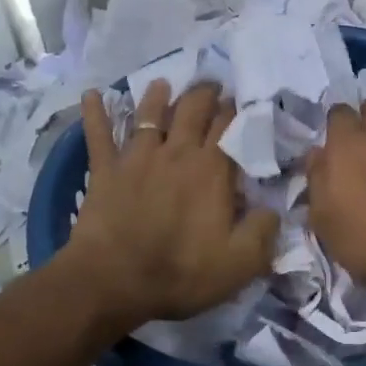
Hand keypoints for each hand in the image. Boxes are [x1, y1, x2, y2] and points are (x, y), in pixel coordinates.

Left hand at [64, 80, 278, 331]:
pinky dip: (94, 113)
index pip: (229, 127)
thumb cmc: (180, 273)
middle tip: (211, 84)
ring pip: (149, 115)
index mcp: (211, 170)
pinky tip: (91, 95)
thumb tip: (274, 209)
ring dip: (157, 97)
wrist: (114, 281)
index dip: (236, 110)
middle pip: (192, 109)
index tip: (241, 101)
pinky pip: (98, 135)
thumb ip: (264, 231)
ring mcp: (137, 157)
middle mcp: (176, 152)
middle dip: (204, 93)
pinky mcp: (105, 170)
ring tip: (163, 83)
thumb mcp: (240, 263)